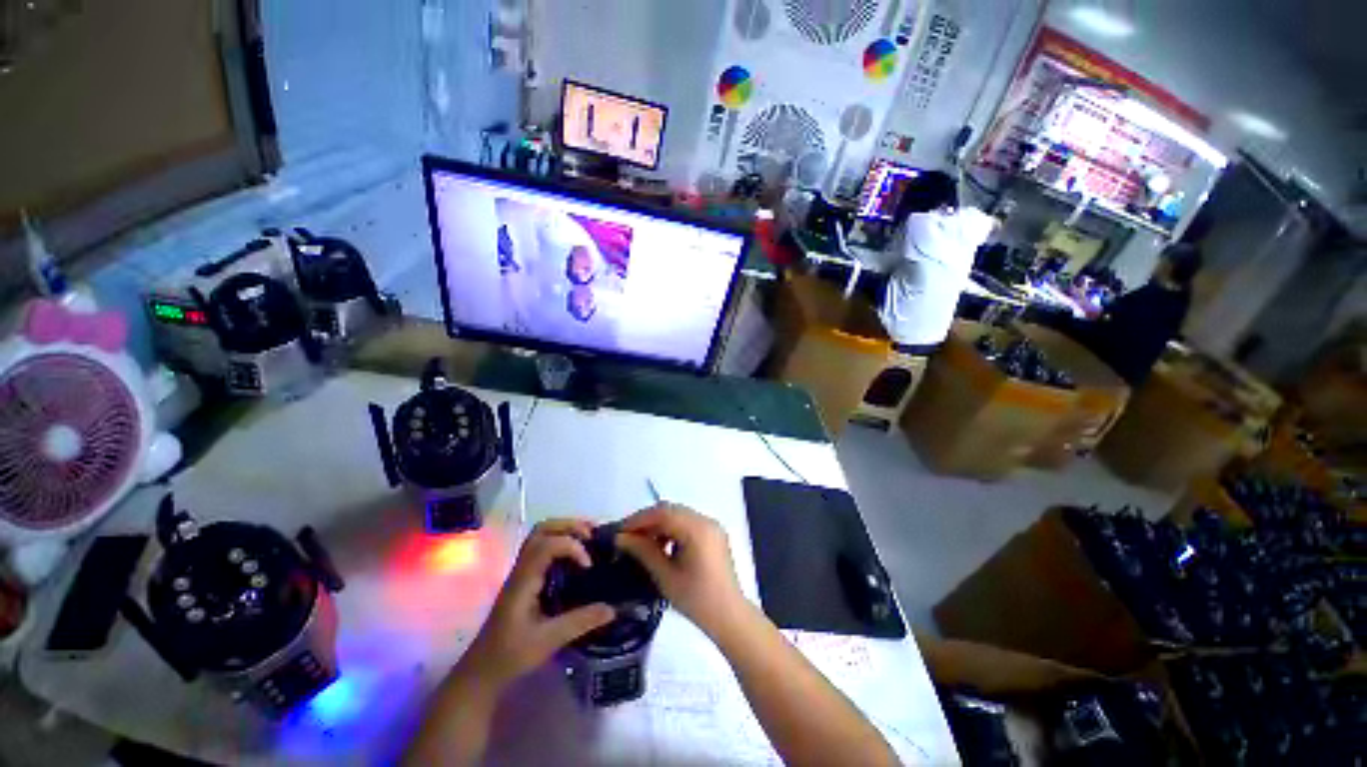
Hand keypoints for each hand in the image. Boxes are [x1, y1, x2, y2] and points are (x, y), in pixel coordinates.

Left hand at [457, 520, 614, 689]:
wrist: (481, 671)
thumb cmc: (511, 655)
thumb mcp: (548, 641)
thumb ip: (580, 622)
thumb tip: (612, 609)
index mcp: (524, 580)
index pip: (547, 545)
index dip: (572, 547)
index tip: (588, 566)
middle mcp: (522, 569)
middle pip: (542, 529)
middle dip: (570, 526)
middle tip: (592, 537)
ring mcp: (522, 572)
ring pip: (541, 535)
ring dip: (566, 531)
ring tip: (588, 540)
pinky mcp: (526, 578)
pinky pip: (543, 547)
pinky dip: (562, 542)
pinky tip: (577, 556)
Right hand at [615, 503, 746, 637]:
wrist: (729, 616)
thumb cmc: (696, 599)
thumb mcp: (666, 576)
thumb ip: (643, 551)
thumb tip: (621, 538)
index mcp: (697, 529)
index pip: (663, 513)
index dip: (639, 519)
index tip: (620, 531)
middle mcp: (706, 520)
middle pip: (671, 511)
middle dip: (648, 520)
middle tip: (628, 536)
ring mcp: (712, 526)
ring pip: (679, 515)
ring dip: (660, 524)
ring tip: (642, 542)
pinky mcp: (713, 534)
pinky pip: (688, 523)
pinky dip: (673, 529)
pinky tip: (662, 546)